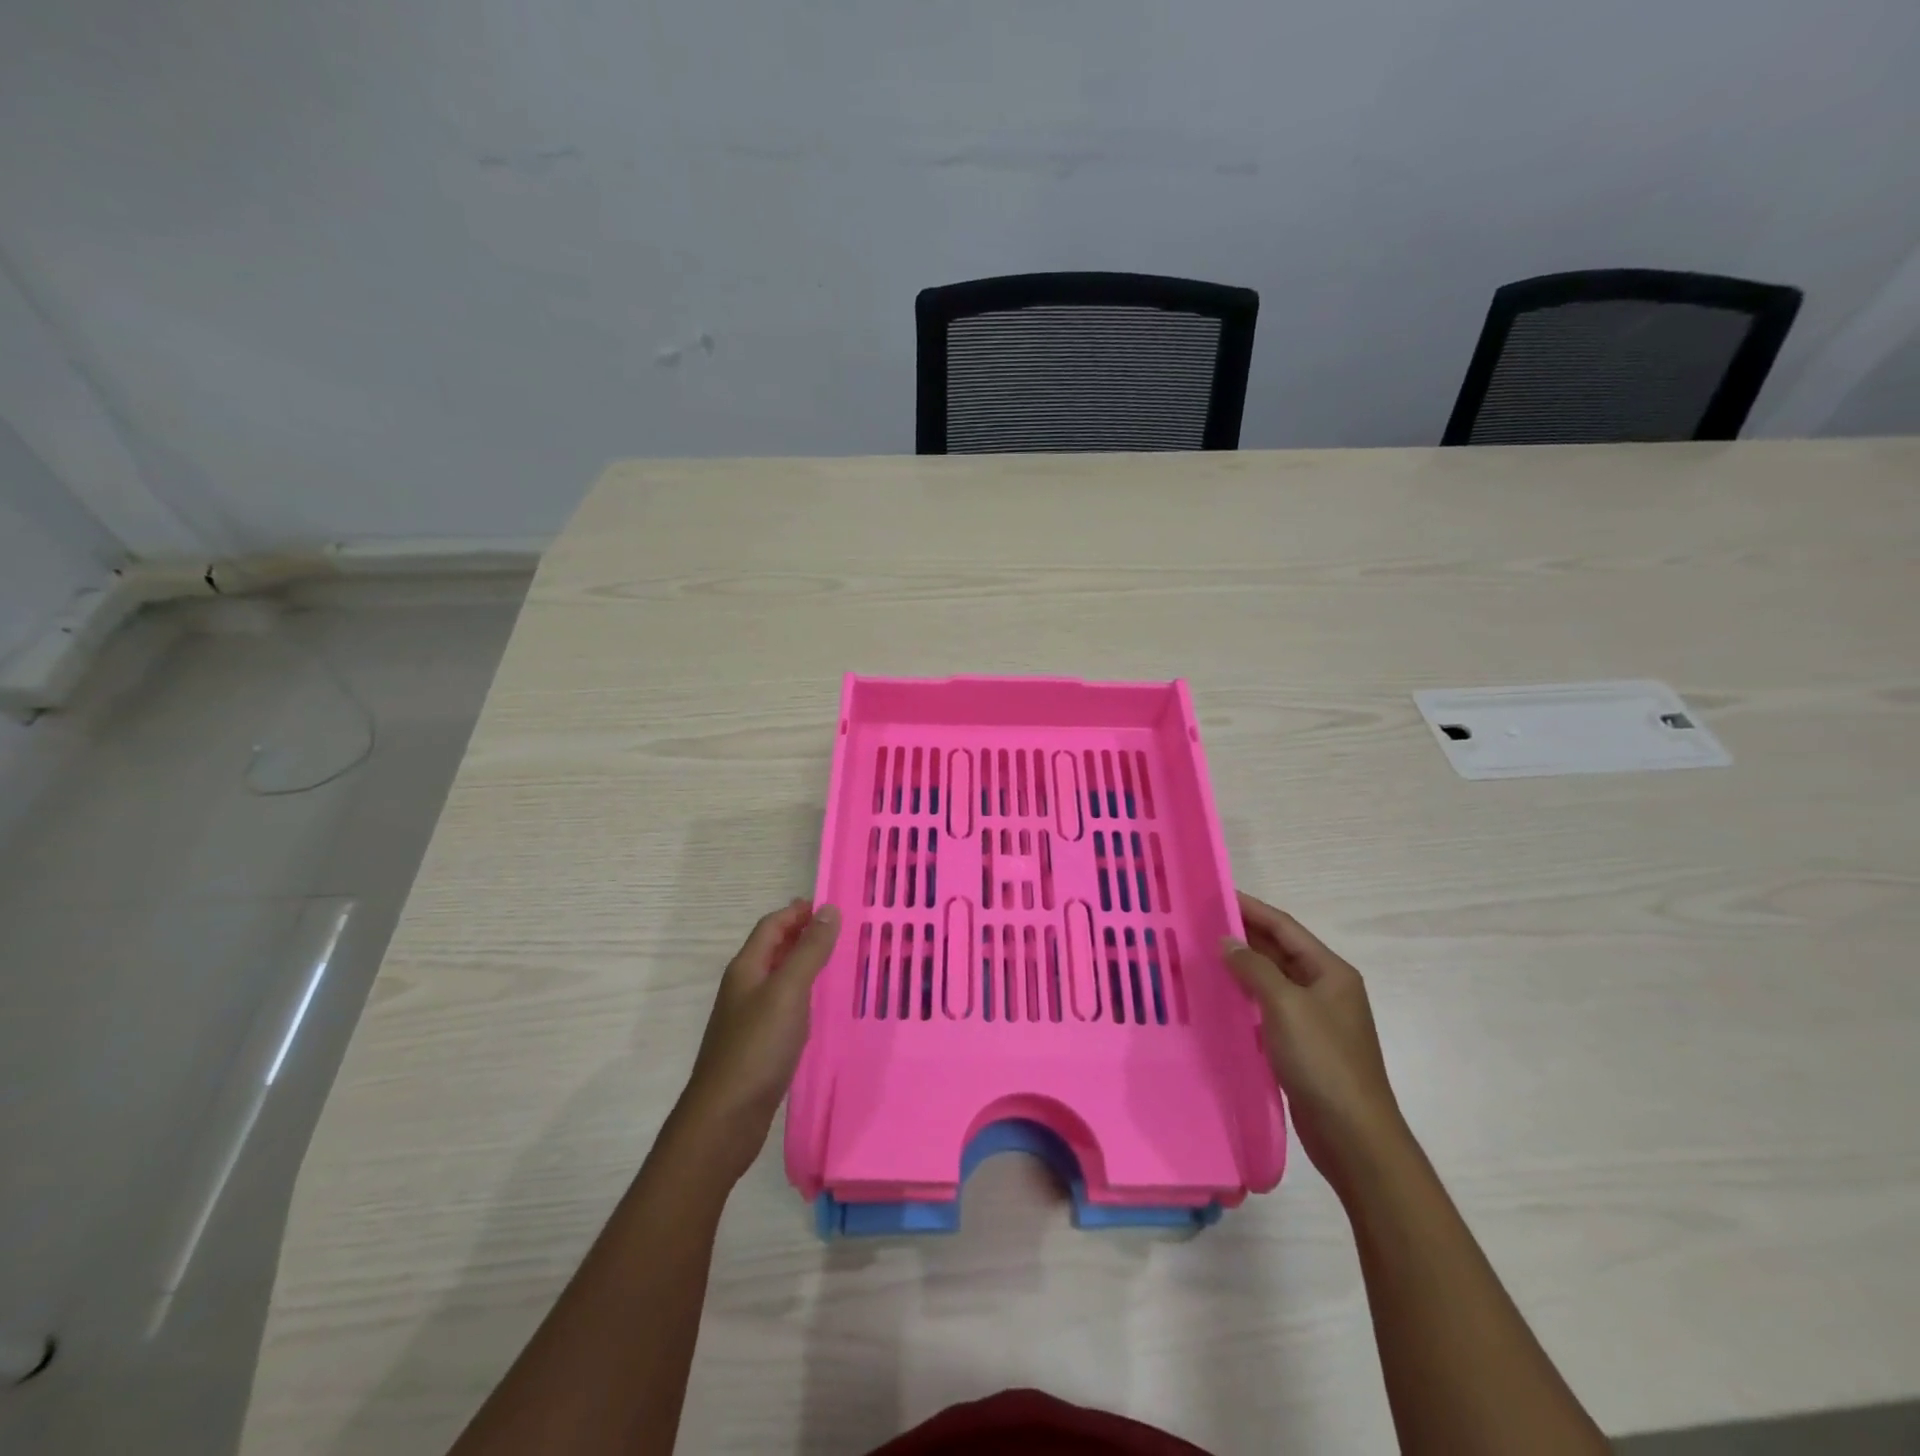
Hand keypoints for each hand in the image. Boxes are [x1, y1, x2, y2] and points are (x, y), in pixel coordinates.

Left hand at [673, 899, 840, 1182]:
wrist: (725, 1118)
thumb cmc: (757, 1048)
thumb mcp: (788, 992)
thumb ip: (809, 951)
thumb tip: (828, 910)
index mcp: (747, 968)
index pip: (771, 926)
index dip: (798, 912)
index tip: (831, 906)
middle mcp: (744, 988)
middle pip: (773, 949)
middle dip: (802, 934)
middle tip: (840, 931)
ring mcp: (749, 1018)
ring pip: (779, 978)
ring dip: (804, 964)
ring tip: (838, 962)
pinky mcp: (758, 1045)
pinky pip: (783, 1006)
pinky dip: (803, 995)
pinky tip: (821, 1008)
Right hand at [1223, 891, 1408, 1197]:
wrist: (1353, 1136)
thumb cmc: (1323, 1061)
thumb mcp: (1285, 1006)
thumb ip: (1254, 969)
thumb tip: (1227, 942)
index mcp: (1330, 972)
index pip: (1284, 927)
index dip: (1250, 908)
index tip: (1215, 894)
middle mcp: (1324, 989)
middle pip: (1278, 951)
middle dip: (1242, 936)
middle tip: (1199, 923)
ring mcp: (1314, 1019)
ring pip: (1271, 981)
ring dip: (1240, 967)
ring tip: (1200, 955)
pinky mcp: (1301, 1046)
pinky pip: (1267, 1009)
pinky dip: (1244, 998)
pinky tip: (1217, 997)